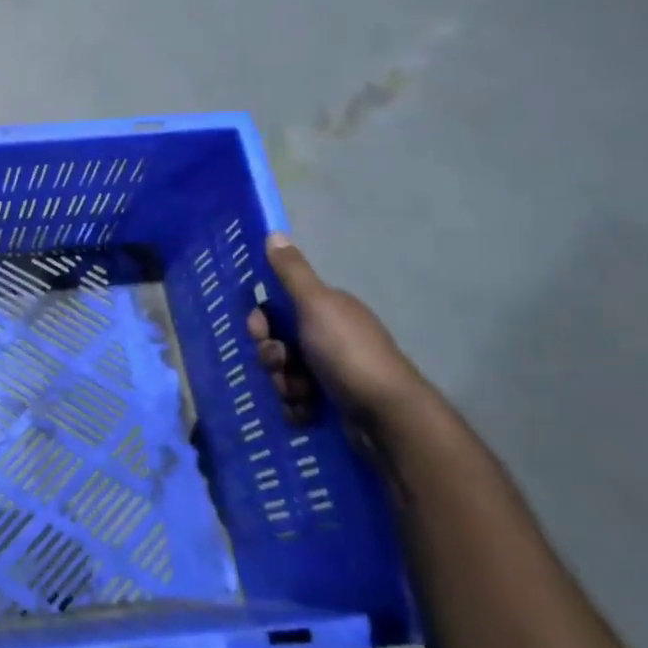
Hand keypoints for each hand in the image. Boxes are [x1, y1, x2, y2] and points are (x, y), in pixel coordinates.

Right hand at [245, 234, 436, 439]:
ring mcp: (330, 372)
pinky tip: (307, 412)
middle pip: (276, 342)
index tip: (261, 332)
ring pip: (283, 374)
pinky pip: (296, 402)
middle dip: (271, 357)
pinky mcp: (332, 403)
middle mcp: (328, 336)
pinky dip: (296, 408)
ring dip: (283, 385)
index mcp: (325, 310)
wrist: (386, 416)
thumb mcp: (316, 304)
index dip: (261, 321)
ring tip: (301, 395)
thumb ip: (292, 272)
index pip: (276, 308)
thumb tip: (274, 232)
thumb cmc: (348, 353)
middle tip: (281, 366)